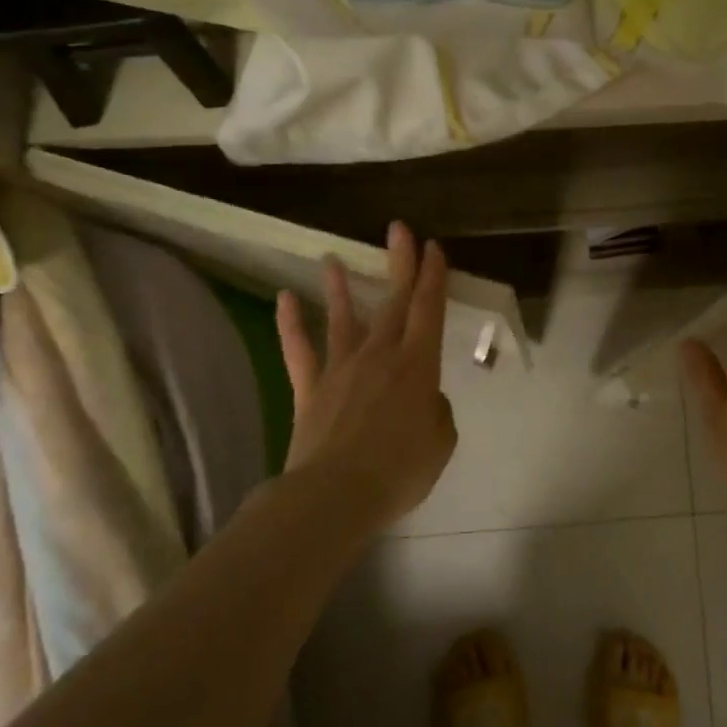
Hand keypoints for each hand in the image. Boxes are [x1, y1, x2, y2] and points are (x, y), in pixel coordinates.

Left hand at [274, 222, 457, 531]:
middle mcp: (380, 356)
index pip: (429, 310)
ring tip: (331, 257)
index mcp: (417, 366)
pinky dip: (291, 323)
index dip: (433, 277)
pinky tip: (286, 298)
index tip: (433, 248)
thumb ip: (435, 411)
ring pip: (343, 318)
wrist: (335, 496)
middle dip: (399, 264)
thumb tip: (422, 399)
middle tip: (399, 230)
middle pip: (393, 302)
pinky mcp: (310, 389)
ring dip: (341, 287)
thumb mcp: (440, 442)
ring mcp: (340, 369)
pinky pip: (300, 350)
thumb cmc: (399, 470)